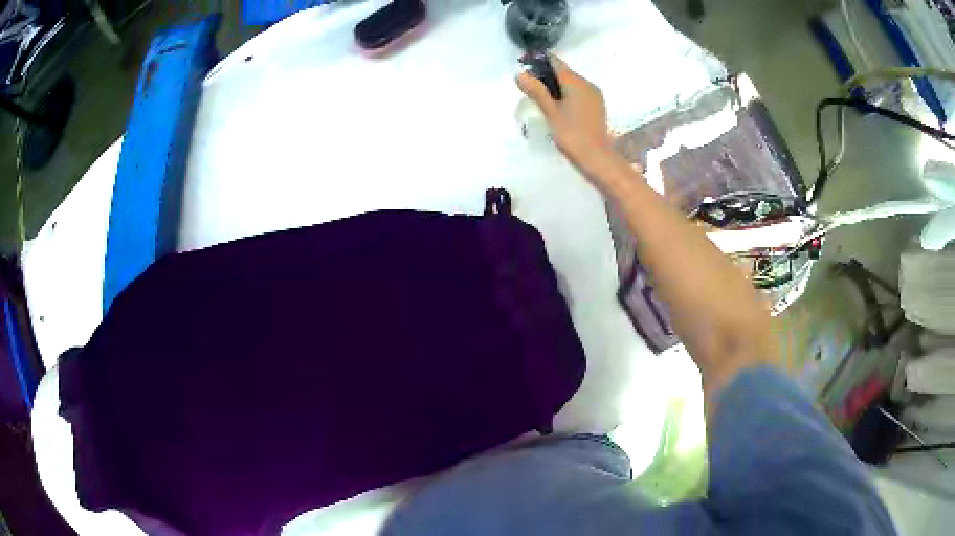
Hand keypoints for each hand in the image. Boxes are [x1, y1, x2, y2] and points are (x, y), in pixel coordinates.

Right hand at [516, 55, 613, 169]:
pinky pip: (579, 94)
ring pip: (572, 84)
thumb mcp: (550, 112)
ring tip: (541, 99)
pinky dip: (567, 96)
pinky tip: (558, 108)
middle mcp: (587, 84)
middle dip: (547, 76)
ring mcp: (595, 96)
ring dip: (557, 87)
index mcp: (576, 82)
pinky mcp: (597, 107)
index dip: (539, 62)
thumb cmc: (572, 134)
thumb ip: (536, 91)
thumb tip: (520, 74)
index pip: (556, 62)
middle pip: (564, 73)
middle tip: (529, 87)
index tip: (525, 66)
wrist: (598, 158)